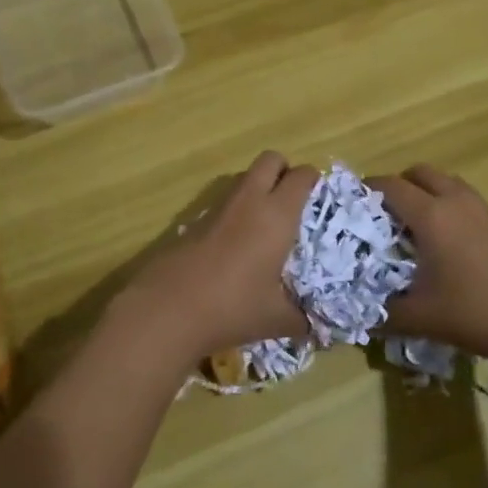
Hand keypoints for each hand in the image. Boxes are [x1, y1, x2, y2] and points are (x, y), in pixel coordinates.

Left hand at [120, 151, 316, 360]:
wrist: (169, 308)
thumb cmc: (233, 306)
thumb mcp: (275, 319)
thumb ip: (299, 319)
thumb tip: (311, 327)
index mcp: (277, 215)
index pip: (301, 176)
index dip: (312, 180)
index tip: (318, 198)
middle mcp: (250, 201)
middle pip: (270, 160)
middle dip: (283, 170)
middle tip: (291, 200)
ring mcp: (218, 207)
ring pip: (243, 178)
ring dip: (257, 188)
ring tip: (265, 224)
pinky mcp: (194, 220)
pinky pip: (223, 202)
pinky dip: (234, 212)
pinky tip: (235, 245)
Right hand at [368, 164, 487, 367]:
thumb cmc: (475, 314)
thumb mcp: (421, 318)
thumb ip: (384, 314)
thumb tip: (360, 316)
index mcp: (431, 216)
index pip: (391, 186)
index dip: (368, 190)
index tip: (352, 204)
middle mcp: (456, 201)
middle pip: (420, 172)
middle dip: (398, 185)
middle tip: (384, 214)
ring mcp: (483, 208)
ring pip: (446, 182)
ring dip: (426, 192)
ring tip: (415, 226)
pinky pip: (465, 198)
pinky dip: (448, 205)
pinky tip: (448, 242)